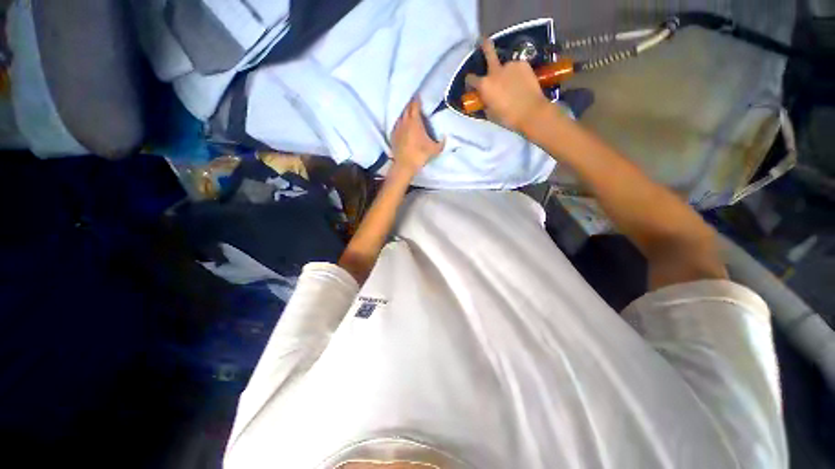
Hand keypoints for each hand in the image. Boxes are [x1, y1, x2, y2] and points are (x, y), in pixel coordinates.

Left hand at [391, 97, 444, 174]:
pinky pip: (397, 124)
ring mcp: (397, 128)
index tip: (419, 96)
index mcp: (415, 121)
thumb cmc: (420, 155)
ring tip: (409, 113)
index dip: (417, 100)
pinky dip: (400, 122)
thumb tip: (446, 137)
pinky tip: (403, 125)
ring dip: (405, 113)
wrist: (405, 165)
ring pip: (401, 116)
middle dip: (411, 104)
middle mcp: (405, 121)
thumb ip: (442, 143)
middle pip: (407, 108)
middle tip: (415, 103)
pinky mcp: (393, 135)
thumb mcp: (435, 149)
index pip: (415, 105)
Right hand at [465, 38, 551, 133]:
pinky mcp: (523, 64)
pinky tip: (521, 83)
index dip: (469, 83)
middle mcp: (495, 71)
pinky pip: (516, 68)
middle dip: (484, 45)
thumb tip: (485, 98)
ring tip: (512, 83)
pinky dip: (516, 74)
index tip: (471, 85)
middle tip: (482, 41)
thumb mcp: (490, 114)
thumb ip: (485, 102)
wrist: (531, 112)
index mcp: (484, 85)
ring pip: (505, 65)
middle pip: (488, 51)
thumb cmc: (507, 117)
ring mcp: (510, 65)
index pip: (470, 79)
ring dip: (505, 71)